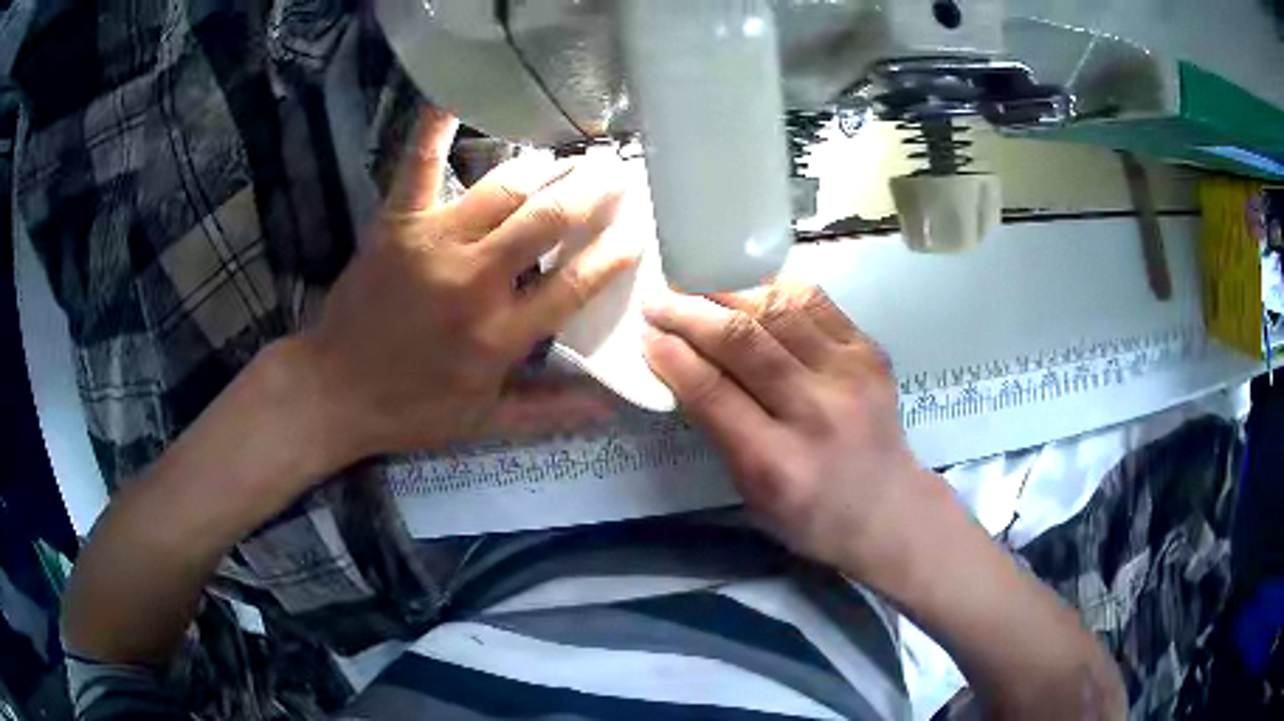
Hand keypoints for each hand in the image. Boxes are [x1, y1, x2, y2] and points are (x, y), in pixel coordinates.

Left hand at [300, 108, 637, 464]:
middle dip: (593, 191)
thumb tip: (610, 408)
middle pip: (549, 221)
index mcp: (502, 335)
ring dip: (542, 168)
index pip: (577, 283)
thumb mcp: (485, 423)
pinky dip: (434, 128)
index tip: (638, 229)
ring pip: (503, 189)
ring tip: (566, 158)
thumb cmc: (411, 409)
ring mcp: (434, 244)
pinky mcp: (397, 223)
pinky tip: (454, 95)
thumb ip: (549, 411)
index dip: (614, 253)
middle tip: (617, 171)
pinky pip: (419, 165)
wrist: (334, 390)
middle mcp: (476, 281)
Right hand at [643, 282, 930, 574]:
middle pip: (743, 342)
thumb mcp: (752, 493)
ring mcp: (850, 374)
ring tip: (699, 286)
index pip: (712, 391)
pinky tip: (751, 288)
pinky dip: (776, 289)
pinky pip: (816, 302)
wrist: (890, 509)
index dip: (673, 356)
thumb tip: (683, 365)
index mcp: (777, 462)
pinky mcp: (871, 351)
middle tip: (659, 300)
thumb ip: (720, 430)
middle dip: (691, 313)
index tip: (647, 334)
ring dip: (729, 292)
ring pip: (779, 310)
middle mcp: (816, 410)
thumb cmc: (812, 515)